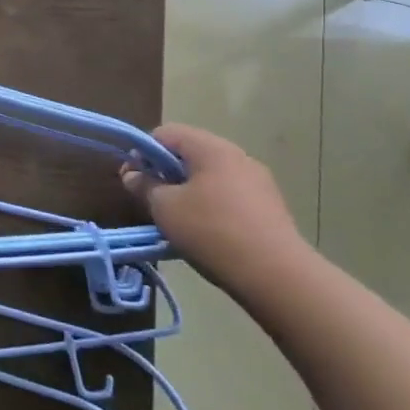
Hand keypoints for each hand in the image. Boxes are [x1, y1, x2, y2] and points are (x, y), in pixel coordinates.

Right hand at [121, 124, 314, 292]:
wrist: (277, 276)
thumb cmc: (211, 231)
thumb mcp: (165, 208)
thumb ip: (144, 186)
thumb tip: (132, 174)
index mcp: (211, 148)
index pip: (165, 133)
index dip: (142, 152)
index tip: (133, 179)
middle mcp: (238, 156)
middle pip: (190, 153)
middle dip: (165, 172)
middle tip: (152, 200)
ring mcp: (258, 182)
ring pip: (210, 175)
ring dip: (188, 190)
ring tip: (178, 219)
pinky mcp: (270, 206)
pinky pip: (229, 194)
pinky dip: (211, 204)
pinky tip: (206, 231)